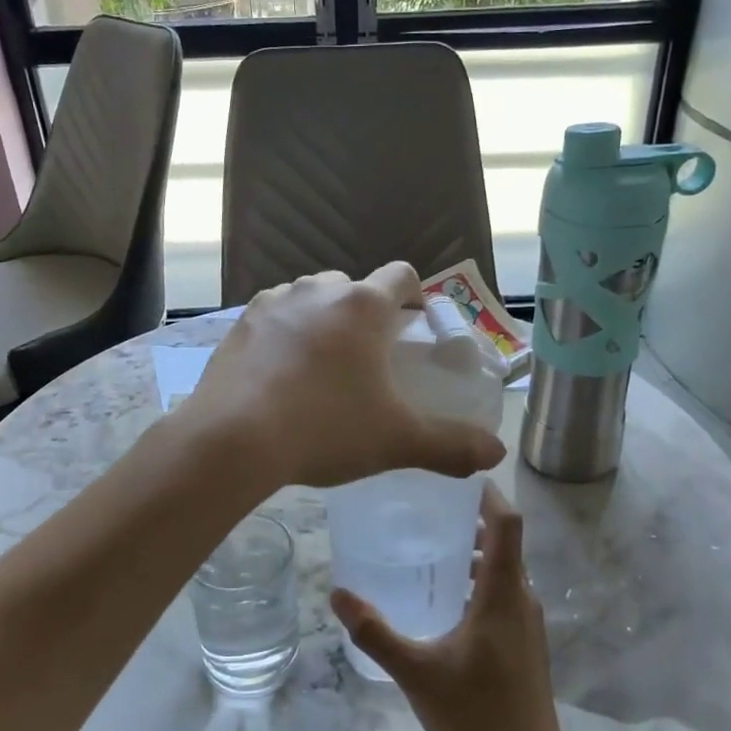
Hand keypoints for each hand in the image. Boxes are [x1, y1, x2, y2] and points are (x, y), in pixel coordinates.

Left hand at [184, 263, 505, 491]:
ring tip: (321, 367)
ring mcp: (272, 303)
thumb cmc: (326, 428)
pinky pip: (271, 318)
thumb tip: (497, 454)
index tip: (414, 325)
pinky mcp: (238, 325)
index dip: (414, 295)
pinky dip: (282, 335)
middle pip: (353, 287)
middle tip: (368, 358)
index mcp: (364, 306)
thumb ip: (451, 445)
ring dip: (321, 320)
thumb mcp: (397, 441)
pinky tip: (279, 375)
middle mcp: (317, 291)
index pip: (401, 275)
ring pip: (308, 299)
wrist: (233, 440)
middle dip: (365, 313)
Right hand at [332, 483, 572, 730]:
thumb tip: (339, 593)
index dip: (487, 493)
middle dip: (470, 518)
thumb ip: (376, 632)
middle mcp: (522, 598)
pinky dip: (479, 578)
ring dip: (474, 551)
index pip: (507, 523)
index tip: (455, 473)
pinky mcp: (524, 641)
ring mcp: (527, 621)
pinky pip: (503, 591)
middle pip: (505, 541)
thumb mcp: (417, 672)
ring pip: (504, 568)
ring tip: (429, 546)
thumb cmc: (476, 715)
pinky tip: (444, 597)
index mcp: (504, 594)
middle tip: (425, 507)